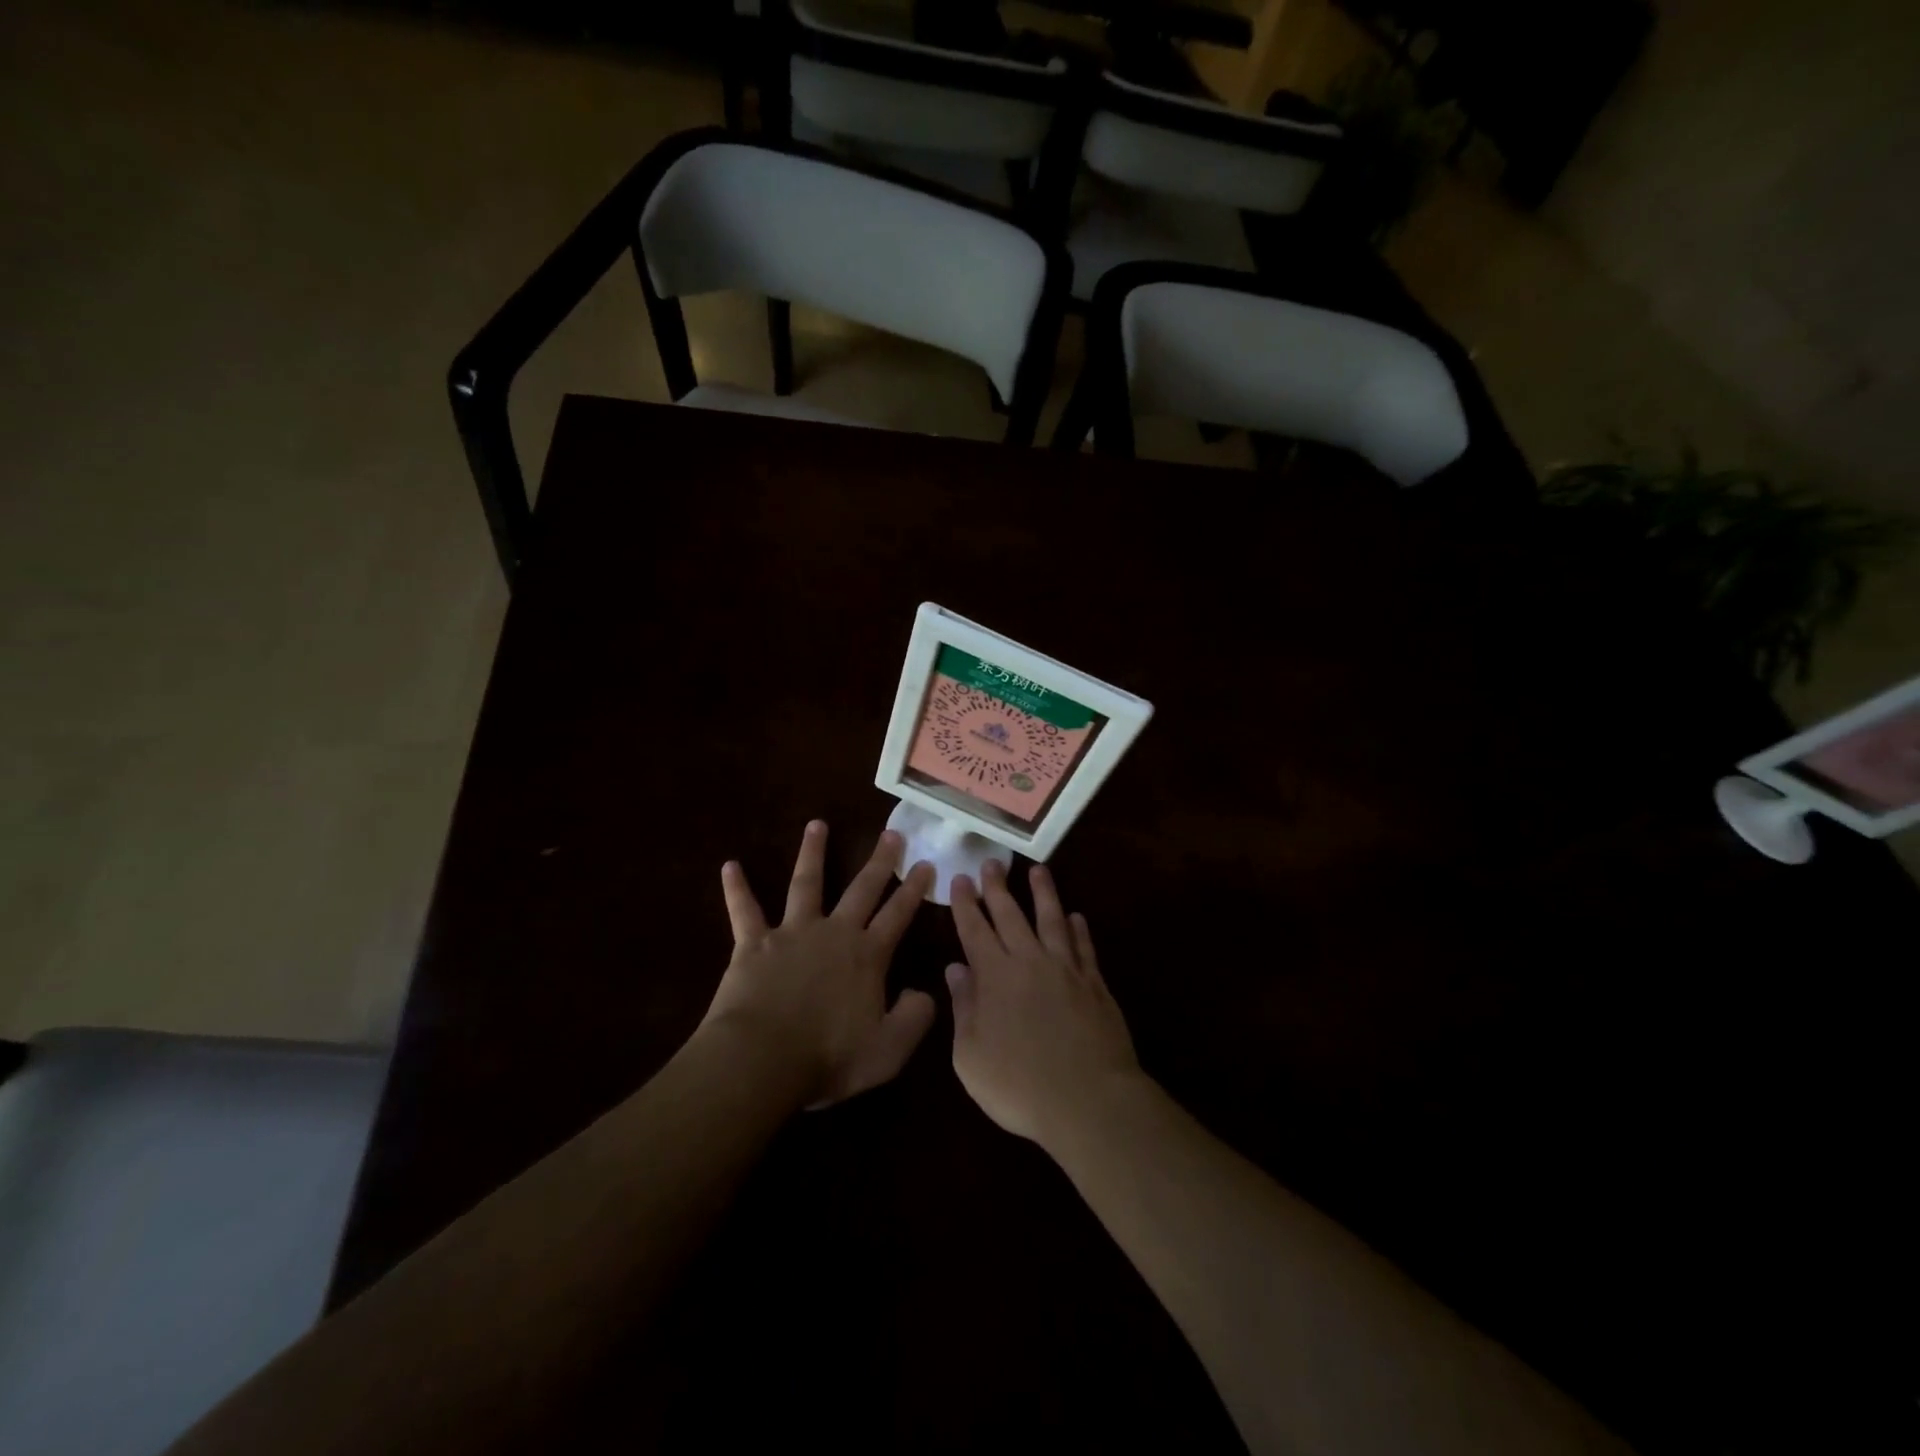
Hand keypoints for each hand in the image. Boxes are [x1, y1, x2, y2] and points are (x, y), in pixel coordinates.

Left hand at [704, 821, 937, 1108]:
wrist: (762, 1059)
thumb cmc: (828, 1057)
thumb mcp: (888, 1050)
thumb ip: (915, 1019)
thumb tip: (927, 993)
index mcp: (867, 956)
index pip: (898, 915)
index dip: (914, 890)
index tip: (926, 864)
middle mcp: (834, 933)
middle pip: (862, 889)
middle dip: (879, 861)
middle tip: (891, 832)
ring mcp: (792, 933)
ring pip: (806, 884)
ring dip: (812, 853)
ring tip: (816, 824)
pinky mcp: (754, 943)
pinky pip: (744, 910)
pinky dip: (736, 888)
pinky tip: (729, 865)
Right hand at [946, 860, 1140, 1147]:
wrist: (1087, 1100)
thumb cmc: (1018, 1084)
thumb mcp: (970, 1055)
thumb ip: (963, 1007)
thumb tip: (956, 969)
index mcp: (994, 976)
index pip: (975, 929)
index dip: (965, 904)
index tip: (959, 879)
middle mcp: (1029, 961)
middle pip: (1011, 914)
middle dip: (997, 887)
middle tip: (991, 862)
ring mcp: (1066, 969)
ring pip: (1052, 919)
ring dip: (1043, 893)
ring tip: (1038, 870)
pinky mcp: (1094, 984)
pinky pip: (1084, 946)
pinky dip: (1079, 929)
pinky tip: (1076, 917)